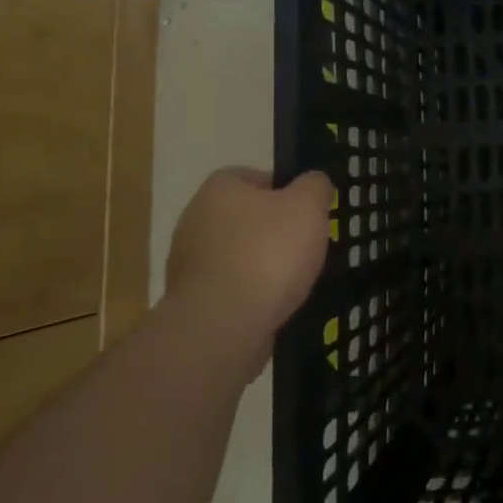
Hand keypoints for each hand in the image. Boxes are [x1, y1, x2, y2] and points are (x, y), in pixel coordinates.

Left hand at [165, 169, 333, 359]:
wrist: (223, 324)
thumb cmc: (268, 253)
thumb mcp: (308, 205)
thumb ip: (315, 186)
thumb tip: (313, 182)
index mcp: (220, 188)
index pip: (256, 177)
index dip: (286, 192)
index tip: (307, 213)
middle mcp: (195, 218)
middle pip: (246, 218)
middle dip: (274, 231)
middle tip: (304, 247)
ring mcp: (187, 261)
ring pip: (237, 254)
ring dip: (261, 264)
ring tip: (291, 281)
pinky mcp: (190, 299)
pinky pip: (229, 287)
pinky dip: (250, 293)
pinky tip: (271, 305)